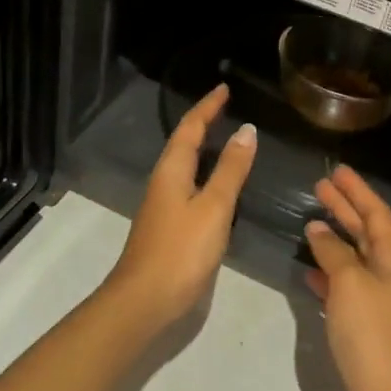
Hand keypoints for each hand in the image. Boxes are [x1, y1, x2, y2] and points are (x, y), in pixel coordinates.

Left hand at [104, 84, 256, 329]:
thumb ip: (230, 170)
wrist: (144, 301)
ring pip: (184, 165)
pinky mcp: (168, 225)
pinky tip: (217, 185)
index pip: (190, 127)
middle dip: (204, 122)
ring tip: (226, 138)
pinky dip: (204, 173)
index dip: (207, 107)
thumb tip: (246, 129)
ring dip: (203, 147)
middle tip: (226, 108)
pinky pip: (188, 185)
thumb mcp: (214, 207)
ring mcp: (163, 205)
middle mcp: (164, 181)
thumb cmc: (181, 250)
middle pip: (183, 142)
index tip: (224, 88)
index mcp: (172, 170)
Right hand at [304, 166, 390, 390]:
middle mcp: (386, 274)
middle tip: (320, 186)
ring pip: (352, 258)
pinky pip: (342, 286)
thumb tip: (318, 230)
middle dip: (344, 208)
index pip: (376, 213)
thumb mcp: (349, 283)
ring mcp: (374, 300)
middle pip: (365, 231)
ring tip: (310, 221)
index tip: (338, 171)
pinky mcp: (361, 324)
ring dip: (334, 238)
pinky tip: (308, 269)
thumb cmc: (371, 333)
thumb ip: (333, 252)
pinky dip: (326, 272)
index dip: (358, 191)